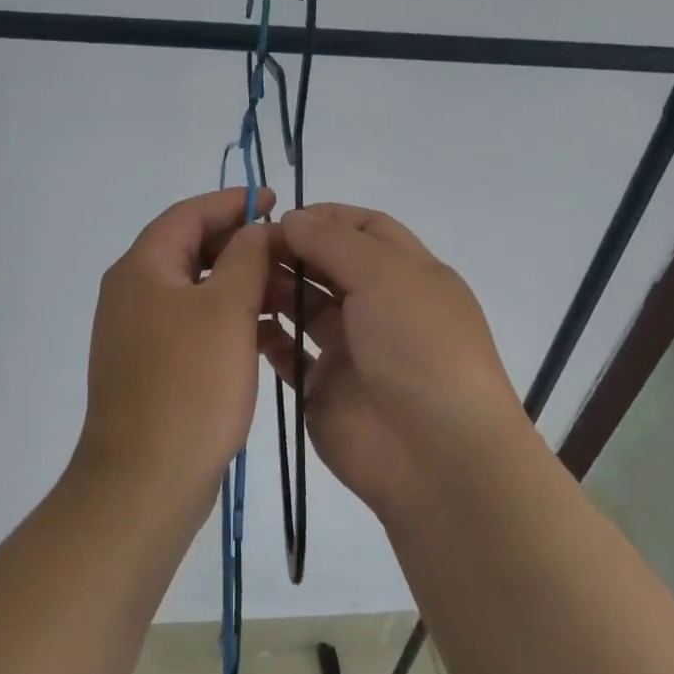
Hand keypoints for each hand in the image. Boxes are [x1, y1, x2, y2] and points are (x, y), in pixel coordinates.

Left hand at [76, 187, 274, 514]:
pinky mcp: (151, 365)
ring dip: (238, 284)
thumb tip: (256, 228)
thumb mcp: (226, 310)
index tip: (274, 200)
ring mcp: (138, 332)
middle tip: (288, 251)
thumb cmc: (189, 384)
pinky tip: (264, 334)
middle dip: (240, 245)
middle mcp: (132, 292)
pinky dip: (227, 319)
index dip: (232, 202)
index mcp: (142, 268)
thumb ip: (245, 258)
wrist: (146, 479)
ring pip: (195, 289)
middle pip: (190, 249)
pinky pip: (193, 325)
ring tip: (287, 294)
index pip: (188, 214)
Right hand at [260, 204, 528, 516]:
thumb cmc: (419, 347)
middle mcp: (379, 306)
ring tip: (237, 282)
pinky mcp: (324, 386)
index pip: (364, 228)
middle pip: (328, 265)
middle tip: (245, 249)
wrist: (436, 455)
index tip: (280, 218)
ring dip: (274, 289)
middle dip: (290, 251)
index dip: (324, 218)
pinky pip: (289, 353)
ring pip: (304, 306)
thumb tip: (291, 219)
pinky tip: (243, 324)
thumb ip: (333, 242)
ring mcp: (351, 348)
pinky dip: (267, 336)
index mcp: (407, 274)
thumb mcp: (386, 277)